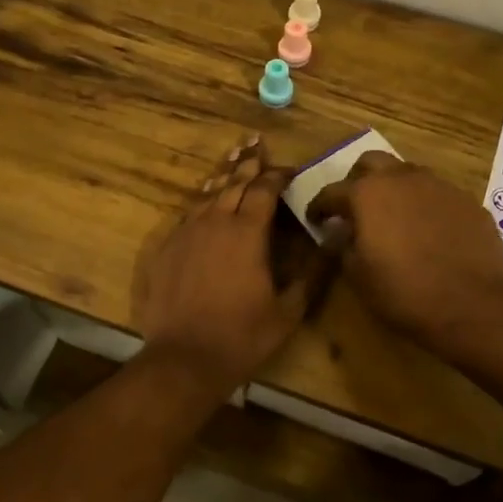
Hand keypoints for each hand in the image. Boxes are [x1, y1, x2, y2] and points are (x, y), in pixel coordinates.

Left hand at [134, 137, 319, 392]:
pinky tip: (204, 201)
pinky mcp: (166, 248)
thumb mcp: (289, 310)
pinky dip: (201, 202)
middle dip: (248, 163)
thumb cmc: (243, 335)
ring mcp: (186, 233)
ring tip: (233, 158)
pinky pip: (187, 215)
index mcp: (247, 232)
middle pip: (234, 183)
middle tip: (256, 143)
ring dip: (223, 176)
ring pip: (207, 195)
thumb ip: (314, 272)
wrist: (184, 358)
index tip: (289, 169)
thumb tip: (336, 240)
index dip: (277, 175)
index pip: (264, 189)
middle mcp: (215, 222)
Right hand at [306, 153, 502, 357]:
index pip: (332, 192)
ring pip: (407, 173)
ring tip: (392, 217)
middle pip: (371, 163)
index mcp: (367, 194)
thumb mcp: (359, 277)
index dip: (319, 206)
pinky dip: (423, 205)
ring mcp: (439, 186)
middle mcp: (402, 178)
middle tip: (354, 207)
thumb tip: (339, 234)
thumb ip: (343, 247)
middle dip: (357, 180)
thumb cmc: (405, 293)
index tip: (315, 219)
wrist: (475, 305)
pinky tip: (426, 231)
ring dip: (393, 188)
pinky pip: (436, 194)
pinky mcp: (467, 201)